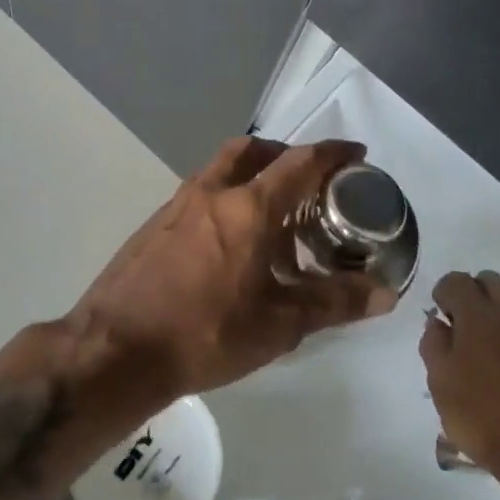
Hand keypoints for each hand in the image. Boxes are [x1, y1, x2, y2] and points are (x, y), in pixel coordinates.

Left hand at [77, 137, 399, 403]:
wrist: (115, 350)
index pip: (299, 163)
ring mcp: (177, 205)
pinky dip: (226, 197)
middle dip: (286, 155)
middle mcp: (211, 192)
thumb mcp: (278, 325)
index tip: (356, 153)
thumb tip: (384, 294)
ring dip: (252, 173)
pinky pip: (200, 192)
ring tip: (273, 212)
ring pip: (222, 168)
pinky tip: (231, 241)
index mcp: (247, 207)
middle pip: (254, 150)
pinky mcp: (155, 223)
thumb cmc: (204, 334)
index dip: (332, 153)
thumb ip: (333, 303)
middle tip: (309, 181)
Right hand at [420, 270, 499, 472]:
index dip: (445, 298)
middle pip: (489, 279)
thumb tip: (439, 322)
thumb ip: (434, 343)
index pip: (454, 281)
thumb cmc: (484, 417)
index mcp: (477, 311)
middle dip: (477, 296)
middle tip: (474, 328)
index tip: (446, 319)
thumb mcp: (440, 383)